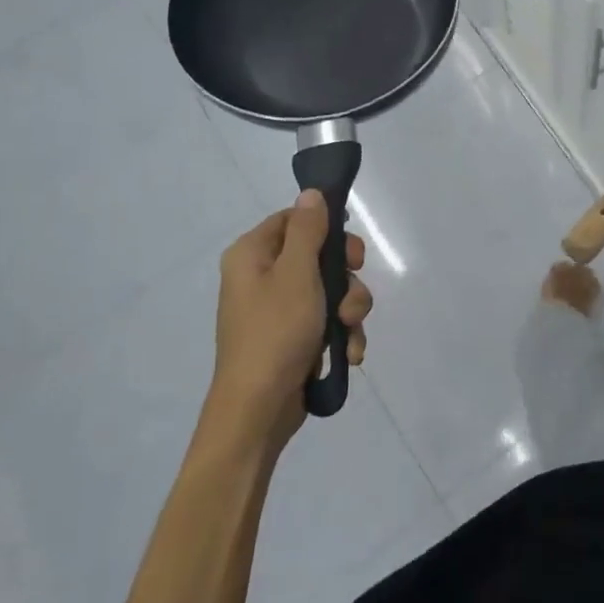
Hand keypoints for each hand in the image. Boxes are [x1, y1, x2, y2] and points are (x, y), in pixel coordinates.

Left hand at [205, 191, 371, 454]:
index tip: (350, 252)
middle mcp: (262, 278)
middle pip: (318, 257)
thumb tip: (310, 193)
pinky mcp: (293, 338)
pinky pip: (327, 321)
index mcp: (251, 255)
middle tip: (352, 294)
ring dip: (349, 311)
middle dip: (346, 280)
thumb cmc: (275, 332)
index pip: (294, 220)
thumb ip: (308, 230)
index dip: (327, 230)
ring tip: (348, 332)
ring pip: (330, 292)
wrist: (258, 409)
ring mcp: (278, 310)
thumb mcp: (296, 273)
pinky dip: (341, 334)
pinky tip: (348, 353)